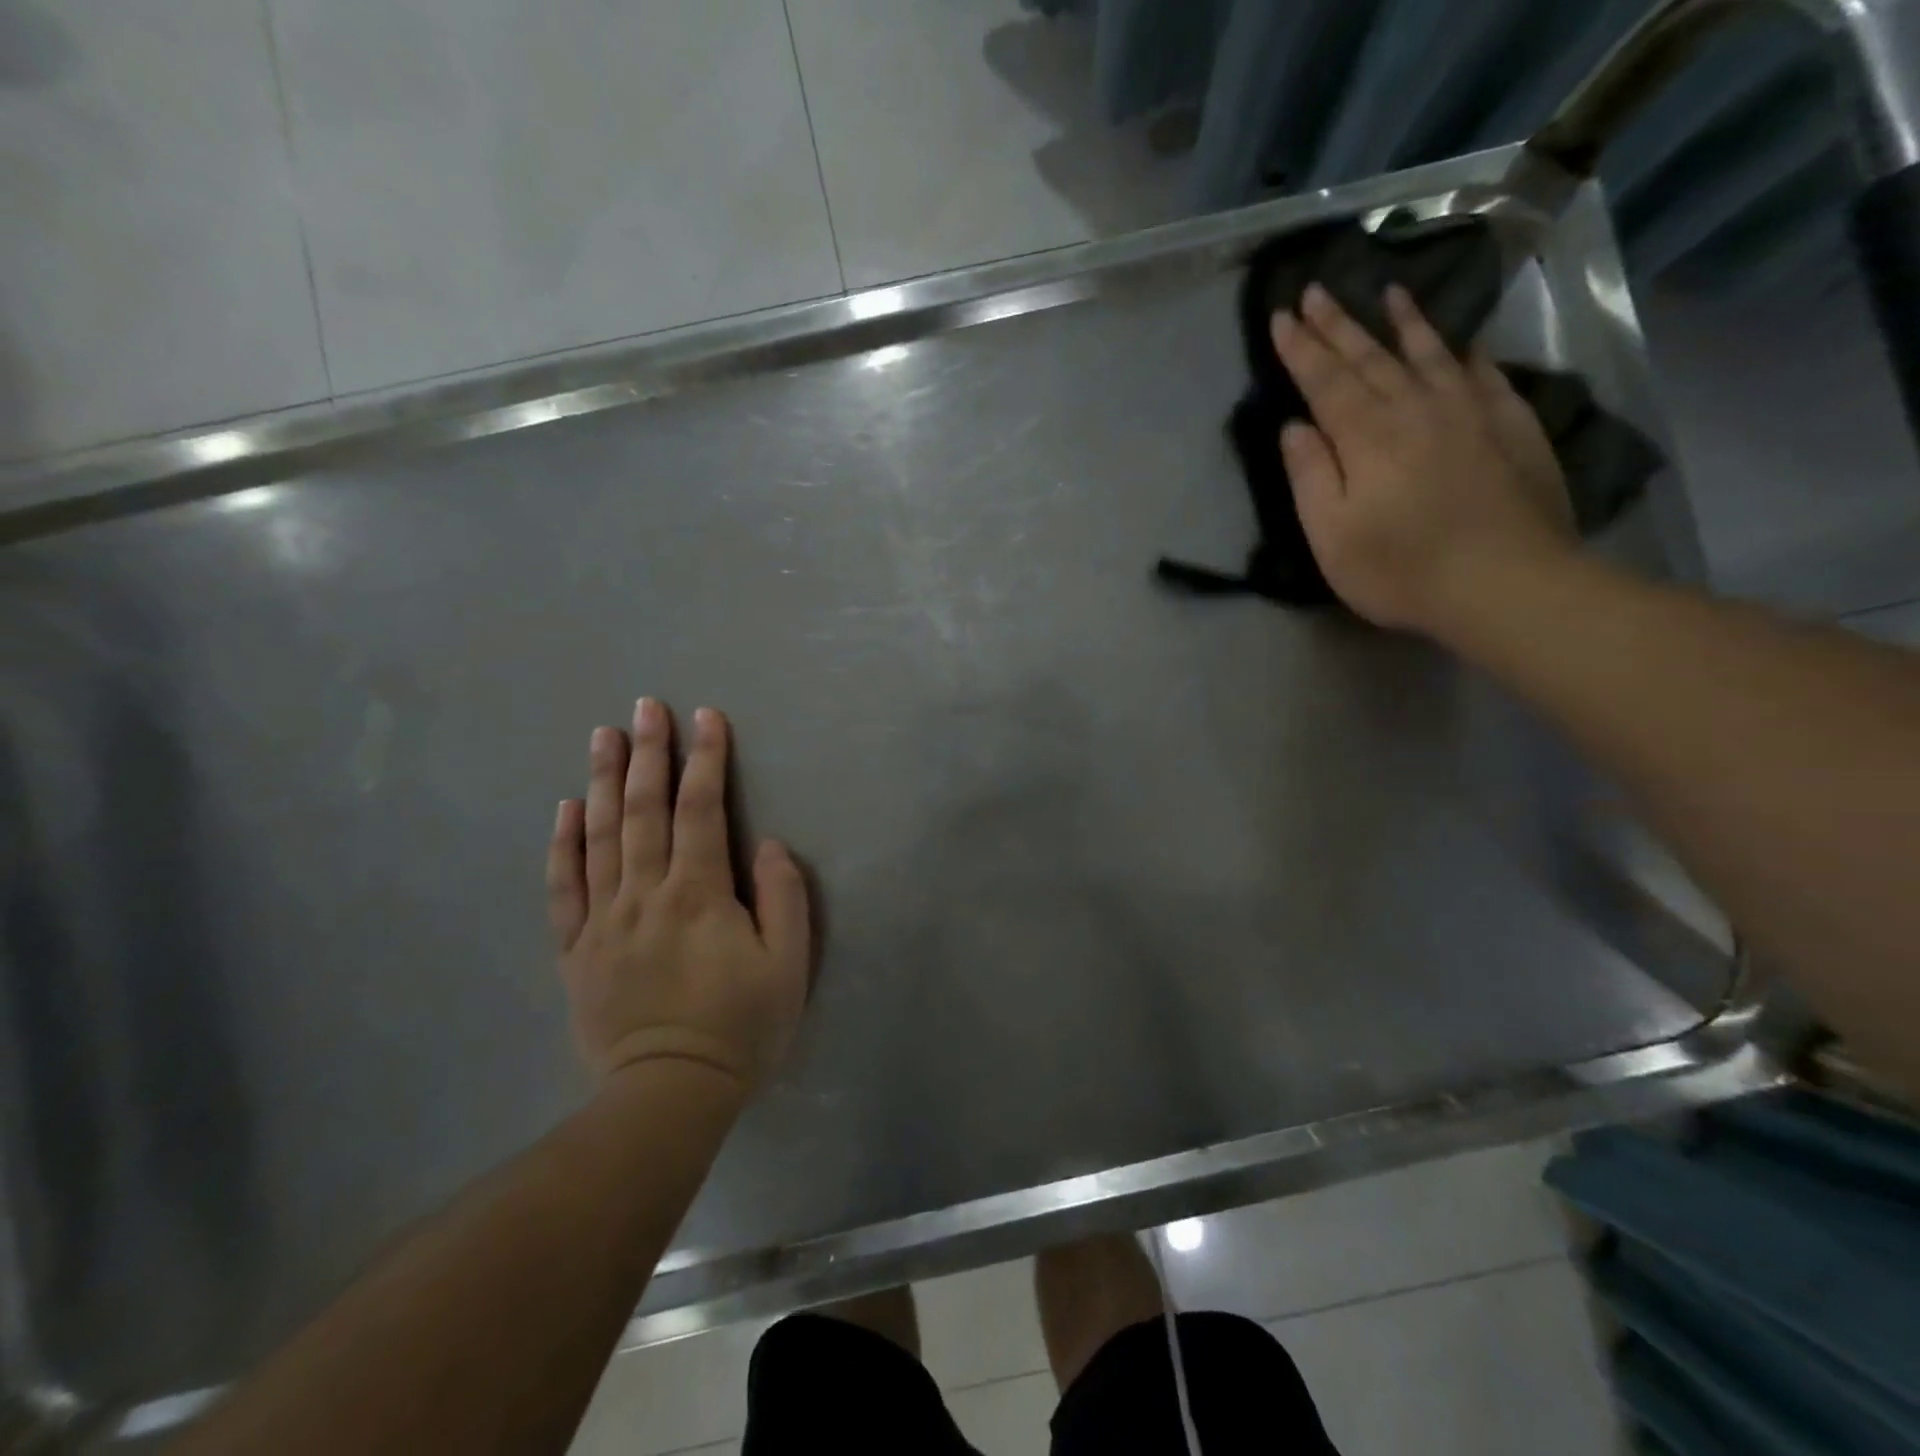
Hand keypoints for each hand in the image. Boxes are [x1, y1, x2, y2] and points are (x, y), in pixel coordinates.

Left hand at [546, 700, 810, 1097]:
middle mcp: (645, 894)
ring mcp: (604, 920)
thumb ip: (783, 898)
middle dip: (649, 753)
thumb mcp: (788, 966)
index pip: (701, 810)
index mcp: (699, 893)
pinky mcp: (577, 949)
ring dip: (605, 781)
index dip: (706, 759)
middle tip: (645, 707)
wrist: (668, 1094)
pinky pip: (564, 887)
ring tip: (603, 736)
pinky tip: (566, 808)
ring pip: (601, 836)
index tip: (706, 717)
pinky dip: (563, 844)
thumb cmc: (740, 1027)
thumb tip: (764, 844)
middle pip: (645, 810)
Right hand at [1271, 283, 1576, 636]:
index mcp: (1366, 437)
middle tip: (1317, 290)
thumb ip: (1312, 476)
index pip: (1326, 381)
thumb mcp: (1332, 535)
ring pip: (1429, 354)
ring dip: (1404, 323)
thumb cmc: (1400, 569)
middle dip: (1339, 325)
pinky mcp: (1510, 426)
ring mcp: (1469, 413)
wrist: (1506, 583)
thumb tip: (1295, 427)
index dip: (1301, 349)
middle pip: (1371, 358)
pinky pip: (1483, 375)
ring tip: (1388, 292)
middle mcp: (1415, 410)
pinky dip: (1466, 353)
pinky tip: (1461, 341)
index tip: (1282, 315)